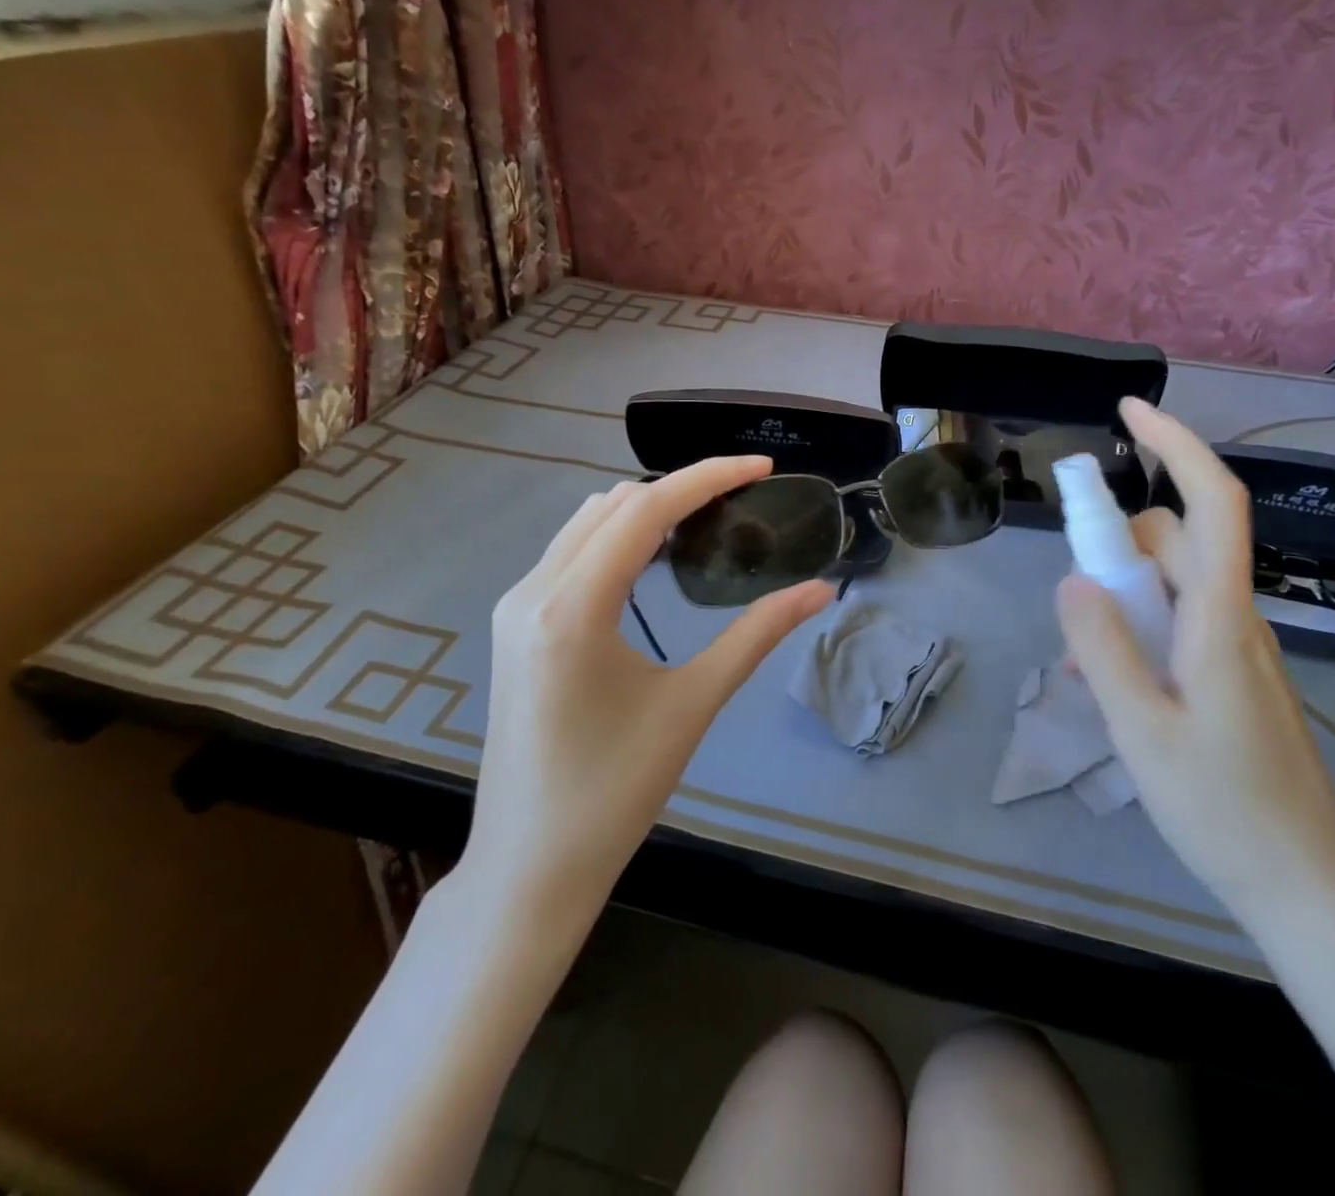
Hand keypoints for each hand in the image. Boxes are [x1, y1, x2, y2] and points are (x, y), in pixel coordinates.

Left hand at [464, 457, 834, 918]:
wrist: (528, 867)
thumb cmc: (614, 793)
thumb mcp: (693, 704)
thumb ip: (756, 635)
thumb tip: (819, 590)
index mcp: (571, 608)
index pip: (645, 510)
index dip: (708, 477)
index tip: (762, 467)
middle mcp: (533, 591)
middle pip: (613, 505)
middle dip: (680, 488)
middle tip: (742, 499)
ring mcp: (516, 607)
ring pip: (587, 524)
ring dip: (646, 510)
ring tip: (706, 521)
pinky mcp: (515, 627)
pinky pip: (570, 554)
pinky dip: (618, 539)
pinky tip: (655, 559)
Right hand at [1056, 399, 1334, 920]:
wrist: (1306, 888)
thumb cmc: (1222, 809)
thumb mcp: (1141, 729)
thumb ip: (1102, 649)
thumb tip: (1072, 580)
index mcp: (1220, 619)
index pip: (1211, 503)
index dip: (1176, 446)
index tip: (1130, 411)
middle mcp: (1236, 617)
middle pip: (1178, 541)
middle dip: (1120, 545)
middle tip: (1077, 604)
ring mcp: (1237, 647)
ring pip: (1172, 584)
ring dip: (1123, 596)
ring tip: (1087, 664)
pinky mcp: (1232, 673)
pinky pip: (1178, 623)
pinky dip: (1138, 630)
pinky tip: (1112, 686)